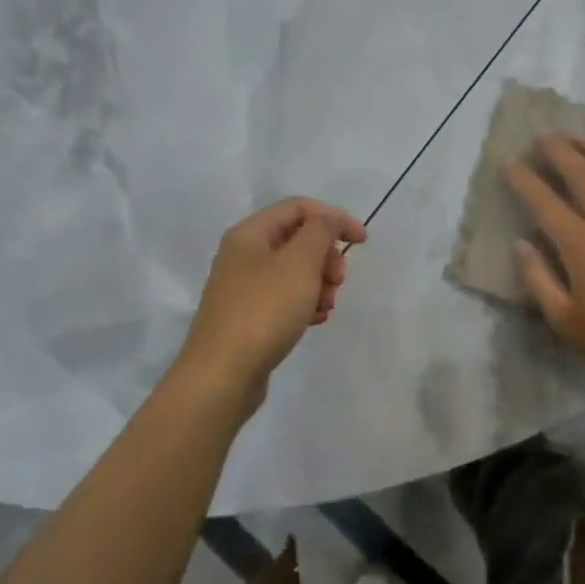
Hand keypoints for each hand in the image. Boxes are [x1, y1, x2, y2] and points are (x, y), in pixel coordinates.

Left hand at [178, 197, 367, 404]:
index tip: (362, 242)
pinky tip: (315, 321)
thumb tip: (328, 220)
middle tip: (338, 279)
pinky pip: (284, 298)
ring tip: (326, 305)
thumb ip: (321, 230)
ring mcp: (243, 288)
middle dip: (326, 255)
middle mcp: (242, 254)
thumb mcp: (300, 261)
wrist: (222, 376)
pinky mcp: (247, 317)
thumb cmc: (264, 309)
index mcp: (250, 233)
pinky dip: (305, 303)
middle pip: (297, 239)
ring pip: (293, 271)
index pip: (299, 207)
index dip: (334, 217)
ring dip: (319, 282)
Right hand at [504, 134, 584, 385]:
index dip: (524, 180)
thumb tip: (521, 242)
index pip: (545, 202)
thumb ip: (537, 279)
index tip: (510, 163)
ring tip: (579, 136)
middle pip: (581, 174)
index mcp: (581, 246)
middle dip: (559, 150)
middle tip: (543, 137)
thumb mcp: (564, 321)